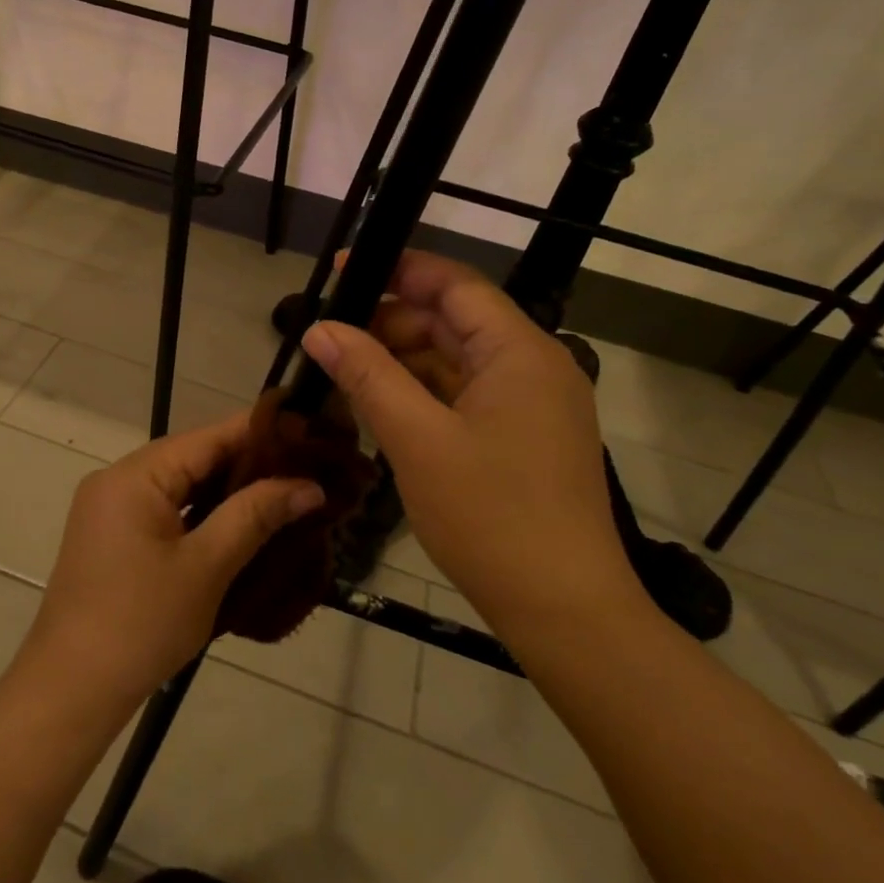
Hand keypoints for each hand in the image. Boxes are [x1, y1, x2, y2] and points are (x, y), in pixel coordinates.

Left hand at [15, 412, 323, 716]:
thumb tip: (310, 486)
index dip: (261, 432)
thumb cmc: (142, 624)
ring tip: (284, 492)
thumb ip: (256, 515)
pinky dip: (200, 512)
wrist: (71, 689)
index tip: (310, 431)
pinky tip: (239, 521)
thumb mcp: (207, 567)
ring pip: (180, 484)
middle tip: (306, 468)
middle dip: (248, 463)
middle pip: (193, 457)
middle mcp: (118, 479)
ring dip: (226, 490)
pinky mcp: (112, 535)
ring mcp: (110, 508)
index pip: (209, 437)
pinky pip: (165, 508)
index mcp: (136, 475)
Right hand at [300, 251, 644, 631]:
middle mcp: (534, 366)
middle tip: (329, 335)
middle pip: (454, 320)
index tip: (341, 272)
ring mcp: (532, 405)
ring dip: (402, 361)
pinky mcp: (524, 438)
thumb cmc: (491, 517)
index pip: (454, 284)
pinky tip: (381, 406)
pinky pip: (466, 396)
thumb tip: (318, 328)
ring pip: (457, 361)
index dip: (396, 270)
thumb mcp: (417, 440)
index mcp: (520, 351)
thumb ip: (367, 376)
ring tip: (343, 371)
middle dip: (390, 321)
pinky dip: (423, 394)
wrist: (565, 612)